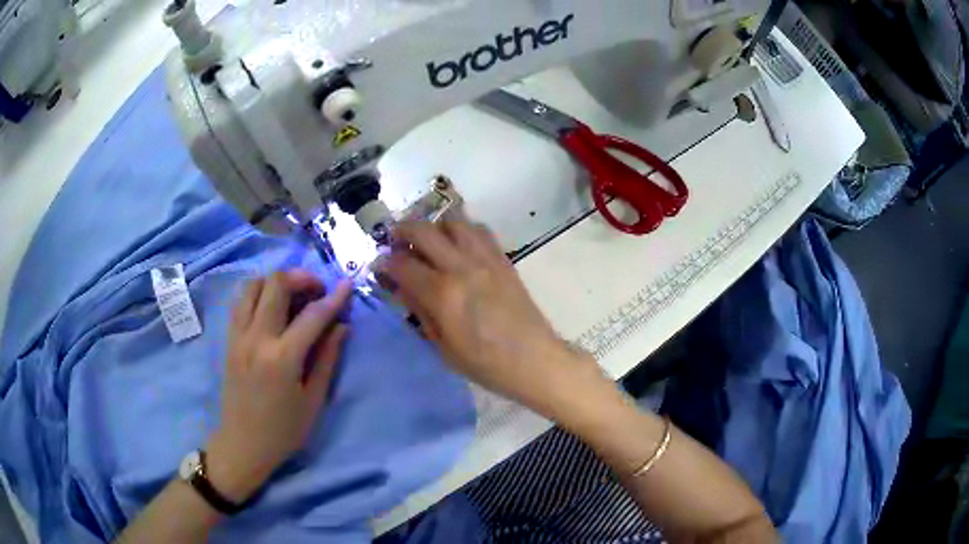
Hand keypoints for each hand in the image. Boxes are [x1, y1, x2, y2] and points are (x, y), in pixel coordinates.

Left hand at [205, 271, 352, 502]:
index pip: (312, 315)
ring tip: (293, 294)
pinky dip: (258, 292)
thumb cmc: (283, 430)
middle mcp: (256, 338)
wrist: (243, 444)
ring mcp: (238, 335)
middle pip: (276, 284)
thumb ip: (327, 359)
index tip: (347, 285)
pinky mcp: (229, 339)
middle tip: (317, 291)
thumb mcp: (313, 401)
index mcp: (282, 358)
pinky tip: (271, 306)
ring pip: (253, 284)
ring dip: (276, 281)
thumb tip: (341, 327)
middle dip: (301, 278)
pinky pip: (241, 301)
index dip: (333, 298)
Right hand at [374, 219, 600, 415]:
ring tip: (429, 241)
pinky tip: (458, 246)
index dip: (385, 262)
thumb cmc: (485, 364)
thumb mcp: (442, 347)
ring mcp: (485, 259)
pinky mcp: (503, 259)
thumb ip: (419, 311)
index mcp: (442, 293)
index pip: (402, 264)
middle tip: (395, 240)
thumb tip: (401, 285)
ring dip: (434, 225)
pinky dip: (462, 230)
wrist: (534, 360)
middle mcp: (462, 267)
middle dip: (402, 229)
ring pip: (454, 220)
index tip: (380, 266)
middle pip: (423, 230)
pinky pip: (480, 230)